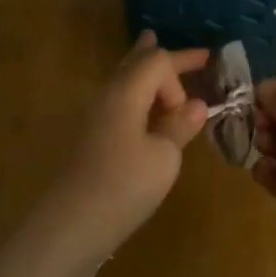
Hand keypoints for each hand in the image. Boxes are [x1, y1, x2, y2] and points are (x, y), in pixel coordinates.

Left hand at [39, 33, 209, 271]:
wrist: (72, 223)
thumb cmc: (124, 185)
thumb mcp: (164, 156)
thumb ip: (180, 126)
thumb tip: (196, 105)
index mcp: (126, 92)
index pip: (157, 61)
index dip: (183, 68)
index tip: (202, 86)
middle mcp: (106, 96)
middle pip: (136, 64)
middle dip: (163, 58)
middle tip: (190, 54)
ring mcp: (94, 117)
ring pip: (123, 81)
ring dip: (146, 73)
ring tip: (157, 58)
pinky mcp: (90, 139)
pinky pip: (118, 103)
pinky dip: (137, 96)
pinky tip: (143, 104)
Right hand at [253, 79, 275, 276]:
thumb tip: (260, 87)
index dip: (273, 94)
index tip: (250, 94)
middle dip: (264, 116)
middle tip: (255, 121)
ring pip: (275, 147)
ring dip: (262, 139)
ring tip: (263, 143)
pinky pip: (271, 177)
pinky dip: (262, 170)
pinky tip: (264, 167)